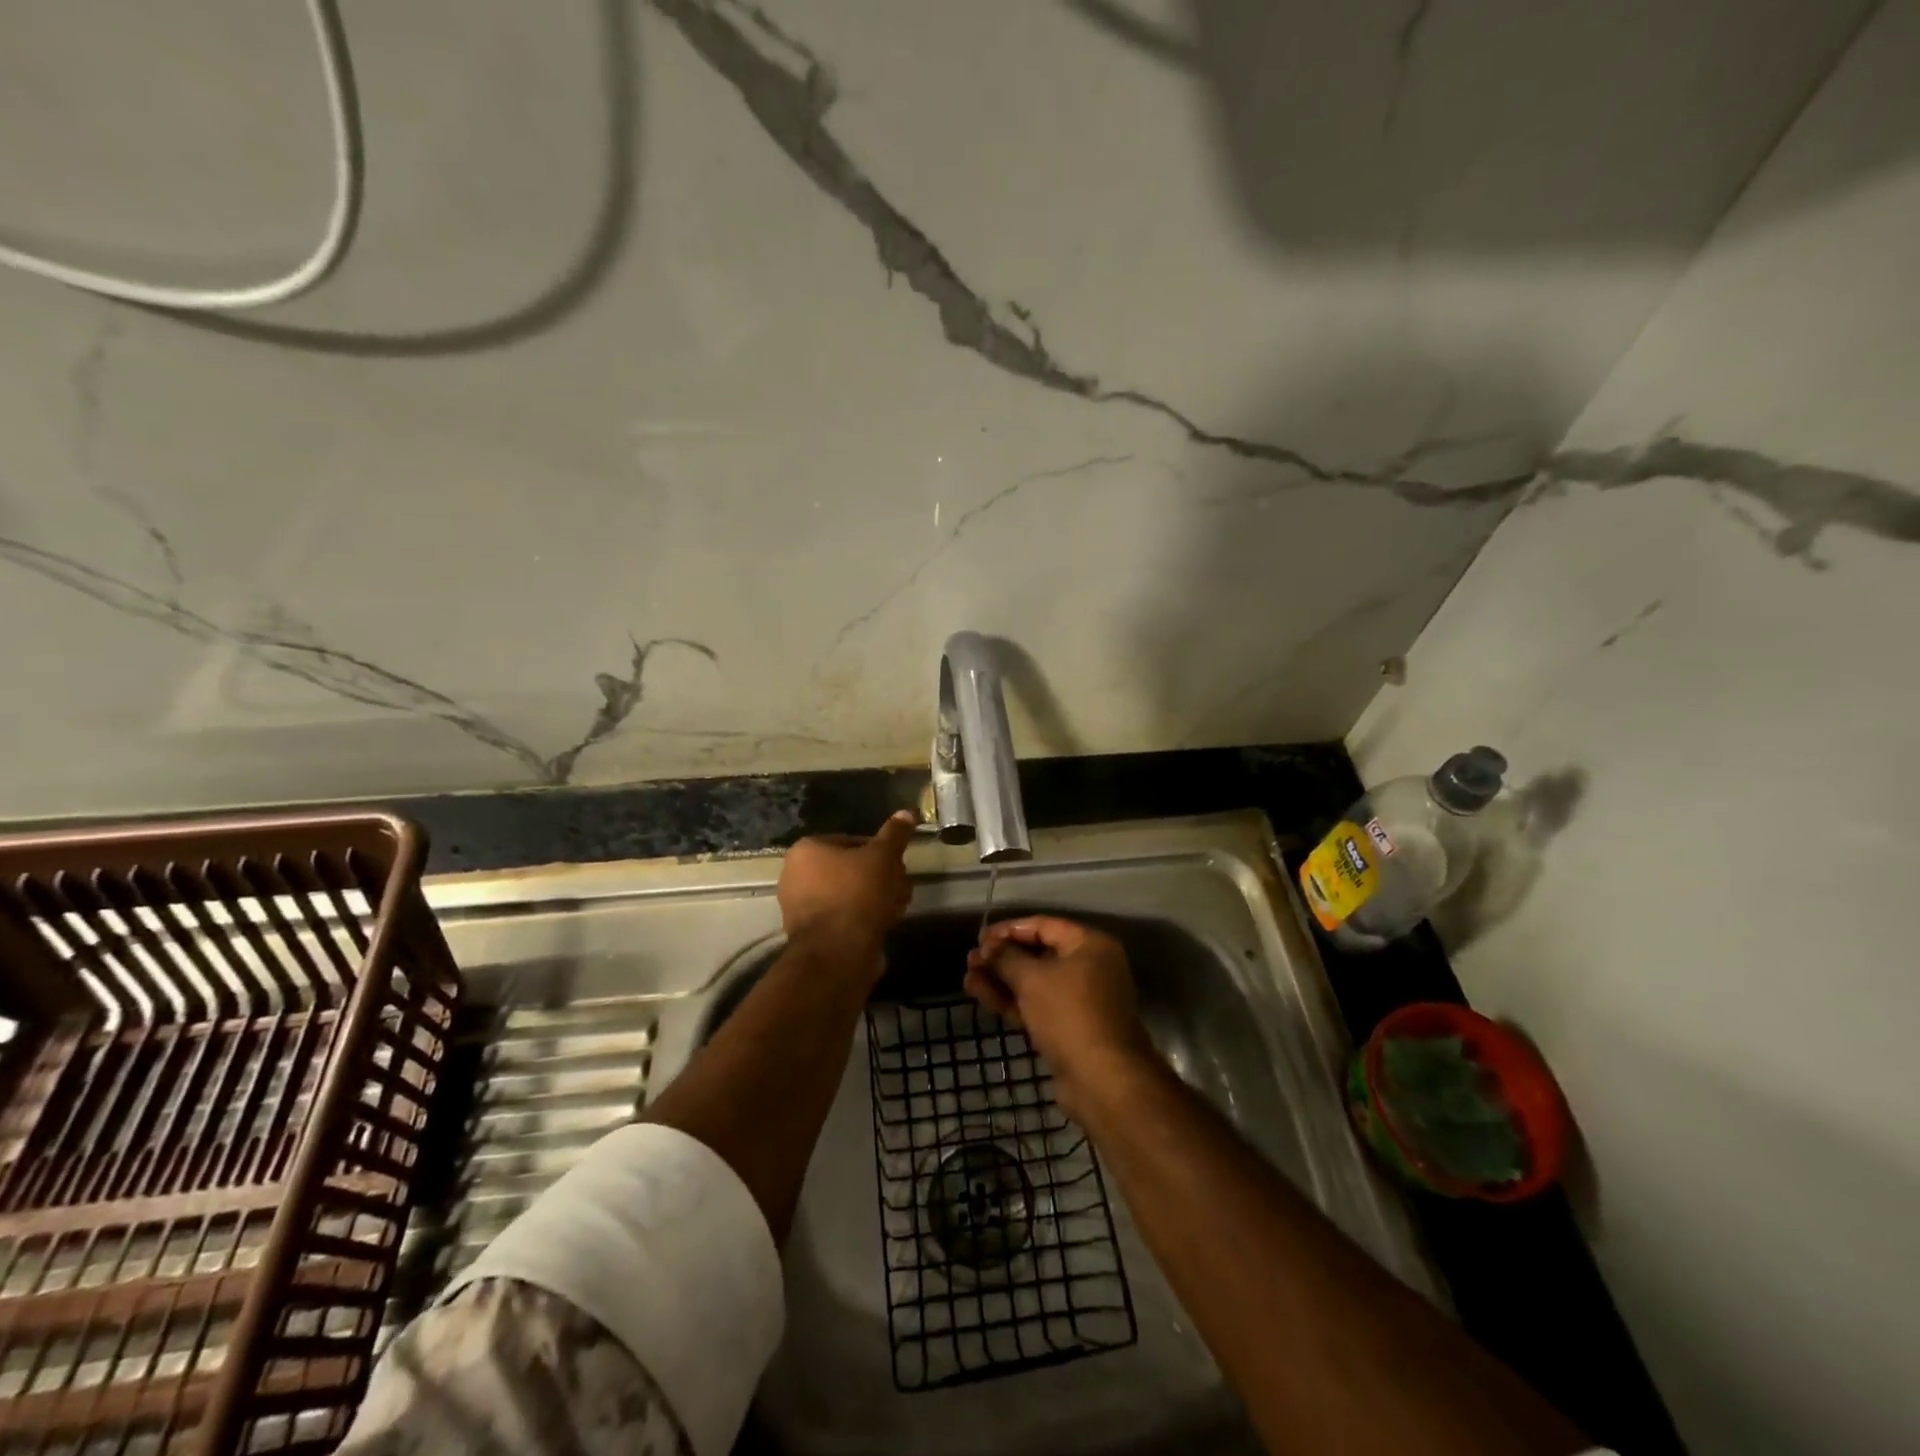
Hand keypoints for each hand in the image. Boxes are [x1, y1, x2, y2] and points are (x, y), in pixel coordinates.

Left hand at [778, 812, 916, 975]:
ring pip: (851, 894)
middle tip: (901, 887)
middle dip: (881, 878)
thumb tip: (906, 812)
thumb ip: (895, 834)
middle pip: (852, 869)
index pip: (853, 841)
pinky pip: (844, 917)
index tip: (898, 865)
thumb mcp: (883, 857)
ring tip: (898, 908)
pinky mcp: (812, 934)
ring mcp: (801, 907)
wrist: (838, 954)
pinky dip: (864, 919)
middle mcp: (795, 876)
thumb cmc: (858, 894)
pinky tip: (885, 924)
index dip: (881, 852)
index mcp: (806, 850)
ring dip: (877, 898)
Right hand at [965, 916, 1154, 1118]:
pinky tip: (981, 994)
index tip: (980, 937)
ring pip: (1034, 982)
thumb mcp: (1032, 979)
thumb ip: (1006, 957)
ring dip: (1002, 979)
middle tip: (970, 960)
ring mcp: (1080, 1000)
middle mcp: (1089, 968)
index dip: (1009, 929)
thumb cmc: (1069, 1014)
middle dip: (1002, 957)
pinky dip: (1011, 1000)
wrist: (1102, 1081)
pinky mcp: (1069, 1028)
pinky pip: (1036, 1005)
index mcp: (1090, 946)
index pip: (1044, 926)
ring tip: (968, 977)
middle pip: (1039, 954)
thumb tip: (987, 947)